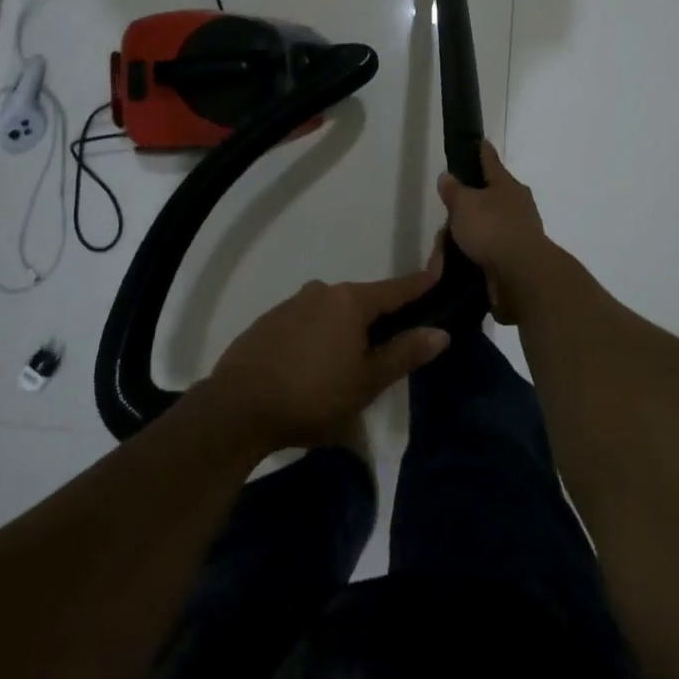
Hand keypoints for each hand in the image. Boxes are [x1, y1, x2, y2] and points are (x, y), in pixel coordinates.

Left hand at [207, 258, 450, 451]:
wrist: (237, 407)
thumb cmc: (312, 395)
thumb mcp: (366, 382)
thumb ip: (403, 354)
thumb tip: (440, 332)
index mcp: (350, 301)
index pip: (395, 289)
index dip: (419, 284)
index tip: (438, 272)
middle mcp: (322, 291)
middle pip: (361, 302)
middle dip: (376, 320)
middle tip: (387, 350)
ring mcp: (291, 304)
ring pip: (330, 313)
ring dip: (343, 332)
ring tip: (345, 368)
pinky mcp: (268, 322)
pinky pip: (304, 324)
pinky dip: (316, 338)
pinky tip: (311, 368)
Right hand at [436, 141, 555, 323]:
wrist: (522, 276)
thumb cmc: (492, 228)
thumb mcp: (464, 204)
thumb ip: (454, 190)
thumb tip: (448, 177)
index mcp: (507, 185)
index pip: (491, 161)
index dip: (482, 151)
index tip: (480, 141)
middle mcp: (517, 205)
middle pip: (486, 200)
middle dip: (465, 210)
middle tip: (447, 219)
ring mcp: (519, 233)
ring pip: (485, 229)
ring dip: (467, 237)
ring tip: (445, 252)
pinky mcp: (516, 260)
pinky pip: (488, 253)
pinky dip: (474, 256)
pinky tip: (459, 265)